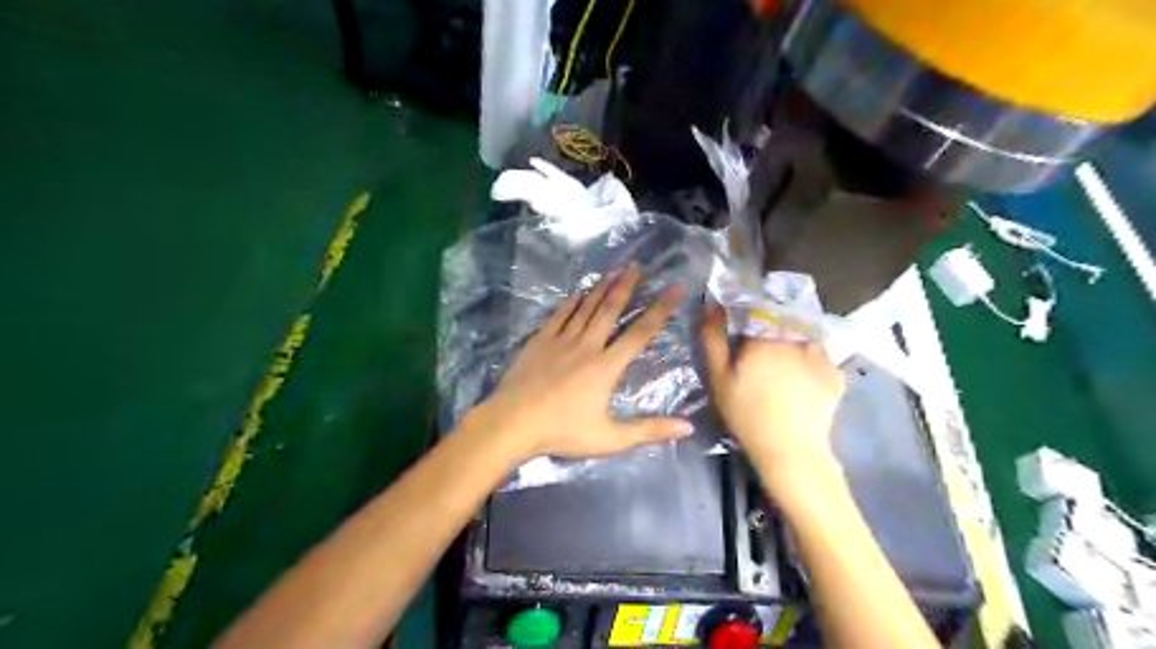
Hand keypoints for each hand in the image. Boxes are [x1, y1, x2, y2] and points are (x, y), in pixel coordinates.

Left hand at [472, 264, 694, 462]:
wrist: (512, 423)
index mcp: (606, 366)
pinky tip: (578, 293)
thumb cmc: (562, 432)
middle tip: (639, 266)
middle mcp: (587, 346)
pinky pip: (559, 315)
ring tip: (614, 270)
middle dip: (627, 286)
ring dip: (602, 288)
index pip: (640, 332)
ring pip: (586, 308)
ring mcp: (561, 340)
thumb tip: (688, 426)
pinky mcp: (540, 341)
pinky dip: (571, 302)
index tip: (675, 288)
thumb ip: (648, 430)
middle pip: (611, 310)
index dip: (661, 309)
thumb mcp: (610, 438)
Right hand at [695, 305, 845, 476]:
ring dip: (793, 343)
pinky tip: (801, 382)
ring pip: (804, 336)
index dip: (748, 320)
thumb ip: (713, 339)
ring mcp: (822, 354)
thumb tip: (711, 307)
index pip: (757, 310)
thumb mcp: (719, 378)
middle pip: (782, 321)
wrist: (790, 450)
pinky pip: (820, 357)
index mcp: (766, 335)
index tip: (742, 338)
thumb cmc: (747, 414)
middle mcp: (797, 337)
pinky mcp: (836, 373)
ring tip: (783, 368)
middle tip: (762, 358)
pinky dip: (810, 362)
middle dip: (771, 331)